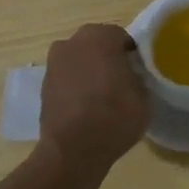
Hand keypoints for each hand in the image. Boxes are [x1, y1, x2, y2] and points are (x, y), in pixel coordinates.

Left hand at [39, 24, 149, 175]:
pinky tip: (85, 105)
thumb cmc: (114, 117)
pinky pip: (67, 76)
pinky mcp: (43, 85)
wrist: (72, 151)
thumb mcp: (144, 95)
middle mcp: (74, 42)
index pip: (122, 37)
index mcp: (101, 37)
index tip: (138, 72)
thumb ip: (139, 75)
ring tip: (101, 95)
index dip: (132, 54)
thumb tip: (131, 74)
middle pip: (97, 43)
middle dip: (108, 57)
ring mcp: (55, 62)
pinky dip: (75, 85)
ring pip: (80, 59)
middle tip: (121, 80)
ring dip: (89, 69)